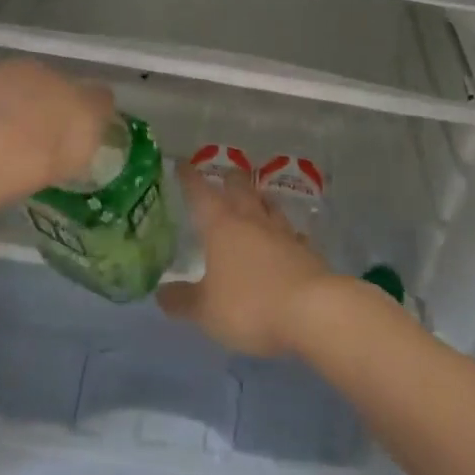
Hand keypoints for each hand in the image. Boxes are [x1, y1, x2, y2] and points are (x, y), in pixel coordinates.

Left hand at [0, 61, 114, 217]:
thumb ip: (97, 103)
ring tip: (0, 159)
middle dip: (24, 113)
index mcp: (36, 68)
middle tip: (33, 147)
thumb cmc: (41, 145)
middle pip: (17, 92)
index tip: (64, 135)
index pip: (54, 82)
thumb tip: (97, 94)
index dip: (60, 108)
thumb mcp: (89, 125)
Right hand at [157, 165, 334, 356]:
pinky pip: (291, 233)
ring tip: (254, 197)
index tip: (182, 163)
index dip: (189, 178)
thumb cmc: (250, 305)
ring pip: (268, 205)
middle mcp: (252, 221)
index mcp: (222, 227)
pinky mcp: (306, 251)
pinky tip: (285, 237)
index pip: (201, 193)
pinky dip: (284, 231)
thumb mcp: (206, 310)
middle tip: (224, 175)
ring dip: (259, 198)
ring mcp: (283, 233)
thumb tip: (161, 292)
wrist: (312, 311)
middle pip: (240, 188)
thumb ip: (182, 300)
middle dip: (229, 178)